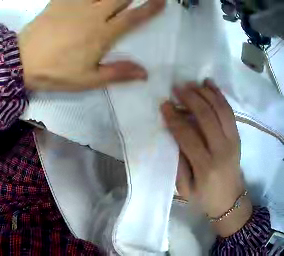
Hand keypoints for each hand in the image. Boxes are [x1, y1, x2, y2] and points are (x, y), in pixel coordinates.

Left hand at [18, 0, 164, 90]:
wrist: (21, 61)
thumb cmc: (56, 73)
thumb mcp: (89, 80)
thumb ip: (118, 73)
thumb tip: (145, 73)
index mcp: (103, 34)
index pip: (133, 17)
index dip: (149, 8)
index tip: (161, 1)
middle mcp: (92, 14)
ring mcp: (74, 5)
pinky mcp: (58, 2)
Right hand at [162, 80, 251, 236]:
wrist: (230, 200)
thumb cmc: (205, 198)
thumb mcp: (186, 190)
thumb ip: (179, 164)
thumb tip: (172, 137)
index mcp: (205, 168)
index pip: (188, 136)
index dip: (175, 119)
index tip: (165, 105)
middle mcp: (221, 150)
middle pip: (206, 116)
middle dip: (190, 98)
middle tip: (177, 88)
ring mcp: (232, 140)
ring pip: (219, 108)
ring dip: (204, 92)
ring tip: (190, 84)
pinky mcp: (238, 135)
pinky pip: (228, 110)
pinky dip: (218, 94)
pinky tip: (208, 83)